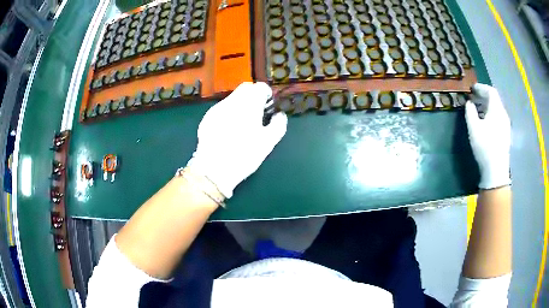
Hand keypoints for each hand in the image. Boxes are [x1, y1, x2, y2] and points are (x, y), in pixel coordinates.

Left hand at [187, 82, 287, 197]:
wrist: (214, 169)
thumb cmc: (245, 155)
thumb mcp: (268, 142)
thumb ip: (278, 124)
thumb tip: (280, 115)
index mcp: (249, 103)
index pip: (260, 87)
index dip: (267, 96)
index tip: (268, 108)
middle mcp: (232, 101)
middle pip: (245, 88)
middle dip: (253, 97)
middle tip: (257, 114)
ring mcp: (217, 108)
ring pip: (233, 98)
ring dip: (241, 105)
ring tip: (242, 125)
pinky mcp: (207, 118)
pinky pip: (222, 109)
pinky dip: (229, 113)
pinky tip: (228, 131)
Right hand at [465, 84, 510, 188]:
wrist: (496, 170)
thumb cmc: (485, 146)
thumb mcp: (474, 128)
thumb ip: (470, 112)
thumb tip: (469, 103)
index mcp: (497, 110)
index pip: (491, 91)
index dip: (481, 88)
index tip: (472, 89)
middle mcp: (503, 115)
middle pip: (495, 100)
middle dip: (483, 97)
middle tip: (473, 99)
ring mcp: (506, 125)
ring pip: (497, 109)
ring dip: (487, 106)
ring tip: (478, 110)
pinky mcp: (506, 134)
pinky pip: (498, 118)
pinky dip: (491, 115)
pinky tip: (485, 123)